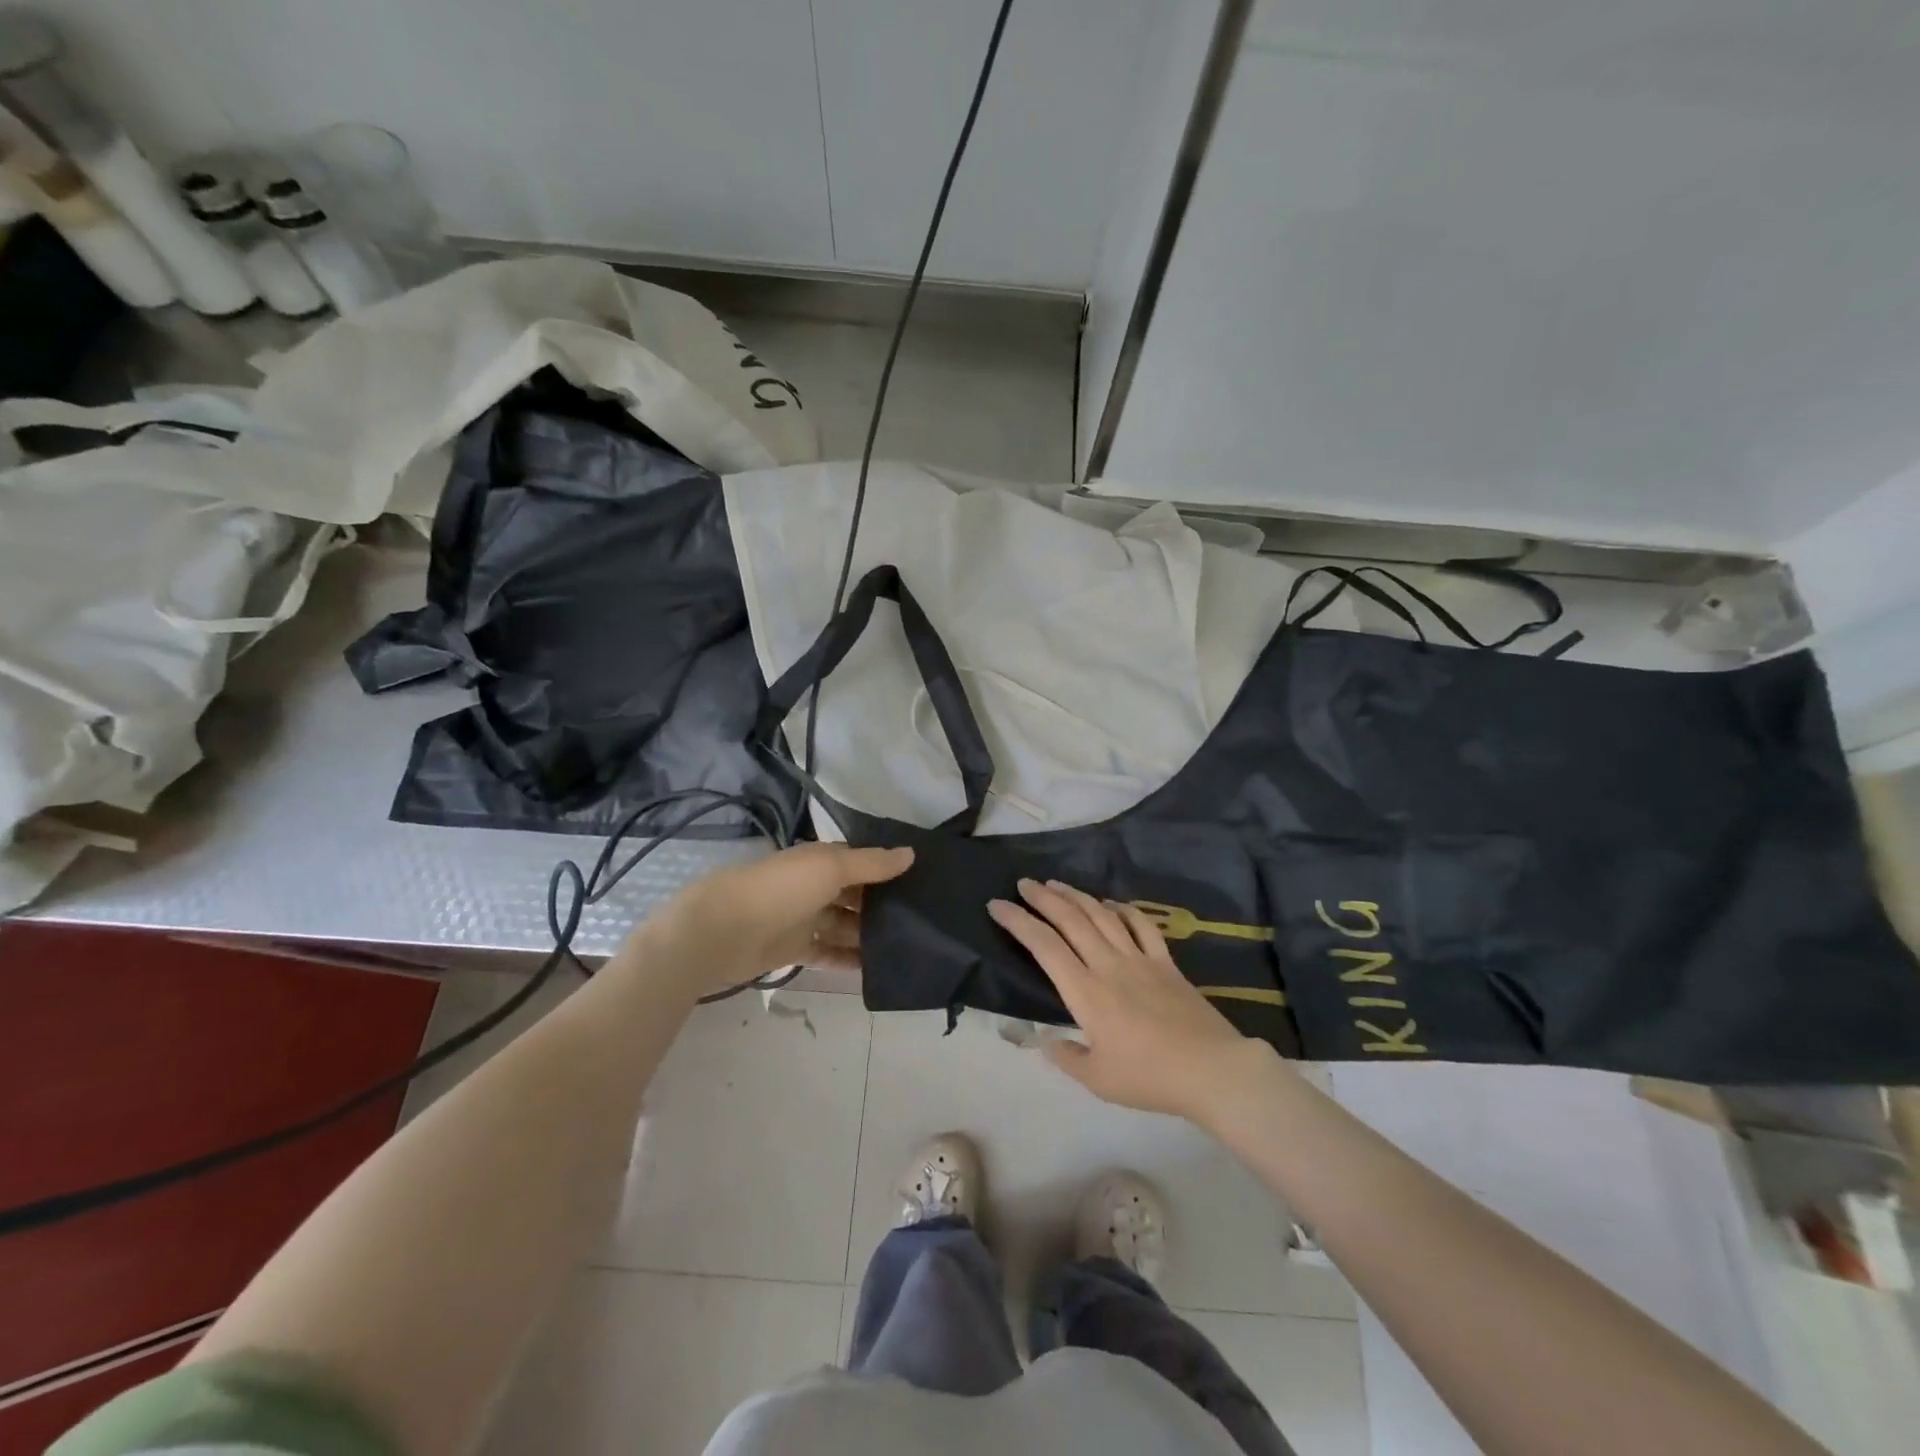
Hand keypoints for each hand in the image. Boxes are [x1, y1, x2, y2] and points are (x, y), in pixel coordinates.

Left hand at [644, 842, 914, 995]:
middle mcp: (814, 885)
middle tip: (924, 918)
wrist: (721, 930)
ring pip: (844, 925)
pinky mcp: (794, 949)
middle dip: (883, 904)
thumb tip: (911, 854)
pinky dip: (849, 959)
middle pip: (855, 894)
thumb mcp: (831, 867)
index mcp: (821, 860)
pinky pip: (829, 953)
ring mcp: (803, 918)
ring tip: (908, 946)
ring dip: (869, 934)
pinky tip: (876, 968)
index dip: (888, 868)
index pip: (862, 861)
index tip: (923, 880)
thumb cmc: (781, 889)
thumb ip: (872, 863)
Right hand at [988, 878, 1279, 1123]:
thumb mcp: (1098, 1080)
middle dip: (1043, 898)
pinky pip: (1142, 926)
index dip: (1018, 922)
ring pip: (1102, 916)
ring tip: (1057, 884)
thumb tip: (1048, 1041)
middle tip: (1024, 883)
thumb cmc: (1149, 1077)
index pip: (1044, 946)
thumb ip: (1068, 1057)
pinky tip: (1112, 904)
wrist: (1211, 1069)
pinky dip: (1124, 910)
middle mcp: (1108, 965)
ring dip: (1077, 896)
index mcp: (1086, 992)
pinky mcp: (1166, 963)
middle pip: (1071, 920)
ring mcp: (1140, 959)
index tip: (997, 905)